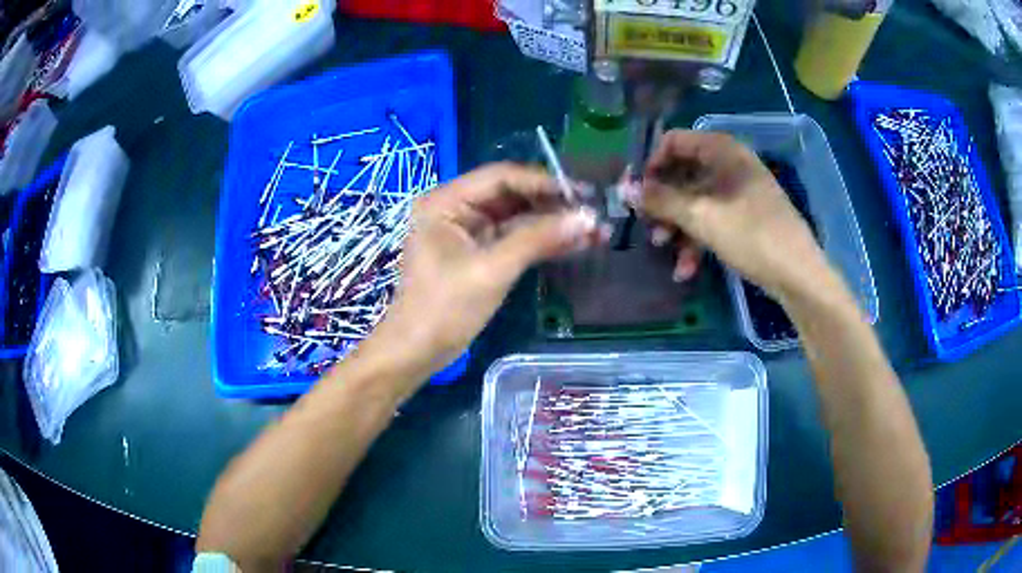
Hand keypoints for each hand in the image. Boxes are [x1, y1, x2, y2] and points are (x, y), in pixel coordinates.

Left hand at [366, 163, 607, 381]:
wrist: (417, 351)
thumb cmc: (444, 308)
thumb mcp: (492, 270)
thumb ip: (538, 239)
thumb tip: (588, 218)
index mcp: (446, 201)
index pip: (502, 177)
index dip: (544, 183)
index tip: (583, 194)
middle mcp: (456, 208)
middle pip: (513, 195)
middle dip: (554, 205)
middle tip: (595, 213)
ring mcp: (468, 231)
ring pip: (518, 218)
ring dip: (554, 225)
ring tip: (597, 232)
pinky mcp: (479, 253)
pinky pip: (515, 239)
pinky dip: (543, 242)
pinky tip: (576, 245)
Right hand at [622, 130, 831, 298]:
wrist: (798, 274)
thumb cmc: (751, 235)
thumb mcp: (701, 216)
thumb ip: (662, 200)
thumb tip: (626, 189)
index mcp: (723, 150)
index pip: (674, 141)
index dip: (651, 163)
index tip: (636, 191)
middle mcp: (730, 164)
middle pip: (684, 173)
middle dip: (663, 201)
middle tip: (646, 223)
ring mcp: (739, 192)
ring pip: (696, 201)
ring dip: (677, 225)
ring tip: (664, 250)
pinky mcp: (745, 217)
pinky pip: (713, 219)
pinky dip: (698, 239)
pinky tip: (686, 269)